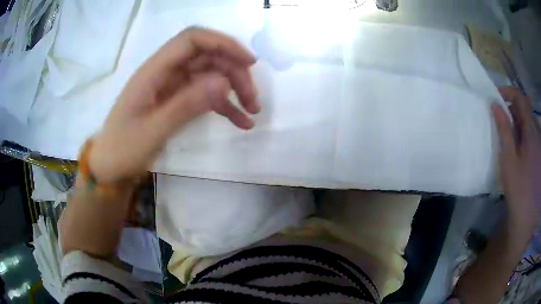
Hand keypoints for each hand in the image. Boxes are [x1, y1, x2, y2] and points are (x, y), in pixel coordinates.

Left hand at [89, 27, 259, 181]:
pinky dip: (224, 105)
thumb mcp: (152, 130)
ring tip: (252, 111)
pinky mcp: (177, 100)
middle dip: (234, 72)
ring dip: (234, 88)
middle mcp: (165, 72)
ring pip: (210, 74)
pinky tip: (241, 121)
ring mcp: (172, 86)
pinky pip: (205, 95)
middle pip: (207, 57)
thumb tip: (224, 82)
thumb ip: (186, 105)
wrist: (110, 166)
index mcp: (154, 70)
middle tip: (253, 99)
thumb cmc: (123, 149)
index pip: (192, 40)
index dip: (222, 43)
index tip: (249, 62)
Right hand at [492, 86, 540, 228]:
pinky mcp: (539, 152)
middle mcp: (537, 132)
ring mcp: (539, 142)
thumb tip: (495, 105)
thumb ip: (504, 130)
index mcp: (530, 131)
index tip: (496, 97)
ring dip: (518, 121)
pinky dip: (523, 132)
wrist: (526, 216)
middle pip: (525, 108)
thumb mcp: (509, 160)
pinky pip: (532, 132)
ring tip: (509, 135)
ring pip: (528, 120)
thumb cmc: (518, 189)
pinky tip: (518, 147)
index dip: (508, 92)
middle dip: (512, 108)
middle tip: (501, 120)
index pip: (520, 98)